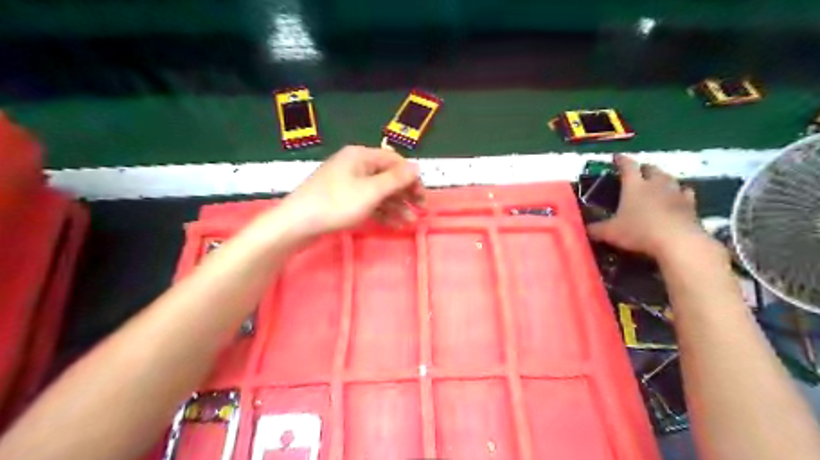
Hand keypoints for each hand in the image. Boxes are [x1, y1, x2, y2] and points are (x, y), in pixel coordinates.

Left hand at [279, 145, 426, 237]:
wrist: (296, 224)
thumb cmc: (336, 204)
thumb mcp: (370, 191)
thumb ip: (396, 179)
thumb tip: (416, 167)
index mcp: (361, 156)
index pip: (395, 161)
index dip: (411, 178)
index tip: (422, 198)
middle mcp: (355, 166)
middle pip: (388, 177)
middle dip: (405, 194)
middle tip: (420, 211)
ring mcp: (347, 183)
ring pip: (378, 192)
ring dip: (395, 206)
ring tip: (408, 223)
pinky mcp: (342, 199)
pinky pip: (367, 202)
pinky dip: (381, 212)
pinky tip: (393, 224)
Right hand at [583, 154, 712, 257]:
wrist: (677, 242)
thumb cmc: (639, 232)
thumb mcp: (610, 232)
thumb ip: (595, 229)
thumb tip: (583, 228)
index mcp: (634, 186)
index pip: (627, 166)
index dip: (621, 160)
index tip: (616, 157)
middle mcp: (655, 184)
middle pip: (651, 168)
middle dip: (643, 168)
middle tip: (637, 173)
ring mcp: (675, 192)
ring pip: (669, 177)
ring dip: (662, 177)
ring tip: (656, 182)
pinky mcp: (690, 204)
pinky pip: (685, 192)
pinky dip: (680, 192)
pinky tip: (678, 196)